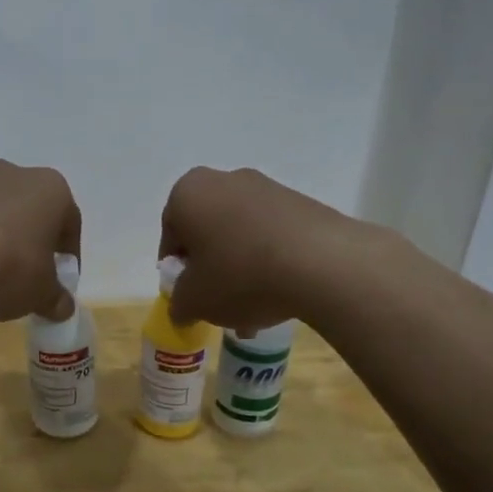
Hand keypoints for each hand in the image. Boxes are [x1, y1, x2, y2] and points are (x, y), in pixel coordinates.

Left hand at [0, 160, 81, 322]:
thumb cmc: (8, 265)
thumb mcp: (40, 294)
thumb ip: (55, 300)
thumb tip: (63, 307)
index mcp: (51, 190)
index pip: (70, 224)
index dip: (67, 256)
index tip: (58, 282)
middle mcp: (14, 174)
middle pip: (27, 212)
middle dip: (27, 241)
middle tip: (22, 277)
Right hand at [157, 166, 363, 330]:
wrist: (321, 264)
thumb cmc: (239, 276)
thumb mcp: (194, 301)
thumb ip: (179, 304)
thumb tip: (183, 307)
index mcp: (189, 193)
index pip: (171, 234)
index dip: (176, 269)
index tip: (188, 295)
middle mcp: (225, 180)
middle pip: (208, 233)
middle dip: (211, 270)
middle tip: (219, 305)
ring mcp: (267, 188)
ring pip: (241, 236)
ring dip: (241, 271)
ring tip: (255, 312)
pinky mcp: (302, 203)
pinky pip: (273, 236)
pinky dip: (270, 263)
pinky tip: (280, 296)